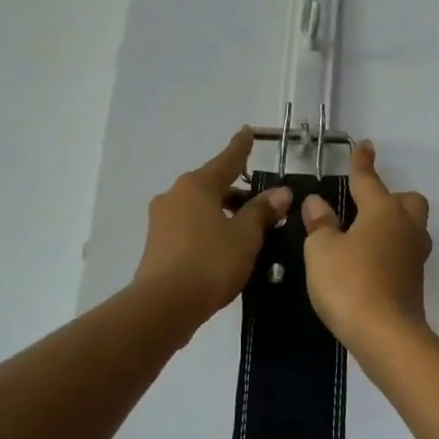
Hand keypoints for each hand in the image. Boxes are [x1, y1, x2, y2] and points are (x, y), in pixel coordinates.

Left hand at [132, 128, 290, 329]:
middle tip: (262, 204)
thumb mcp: (245, 236)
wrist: (163, 306)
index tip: (247, 132)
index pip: (227, 160)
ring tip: (248, 230)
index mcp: (197, 185)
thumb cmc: (210, 262)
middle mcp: (175, 195)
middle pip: (212, 186)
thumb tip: (281, 192)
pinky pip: (190, 228)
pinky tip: (224, 248)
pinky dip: (208, 230)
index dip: (241, 147)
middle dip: (237, 192)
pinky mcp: (157, 245)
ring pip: (200, 208)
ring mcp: (162, 221)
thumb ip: (262, 211)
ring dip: (223, 214)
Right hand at [299, 140, 431, 352]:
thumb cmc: (349, 283)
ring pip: (410, 227)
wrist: (385, 334)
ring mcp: (415, 255)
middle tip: (365, 207)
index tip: (364, 145)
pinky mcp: (415, 280)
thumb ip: (320, 224)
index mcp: (382, 211)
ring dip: (392, 225)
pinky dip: (390, 250)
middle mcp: (405, 227)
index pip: (368, 179)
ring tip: (364, 236)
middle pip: (407, 201)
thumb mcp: (321, 251)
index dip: (362, 162)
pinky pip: (405, 252)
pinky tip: (369, 262)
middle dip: (390, 197)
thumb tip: (318, 203)